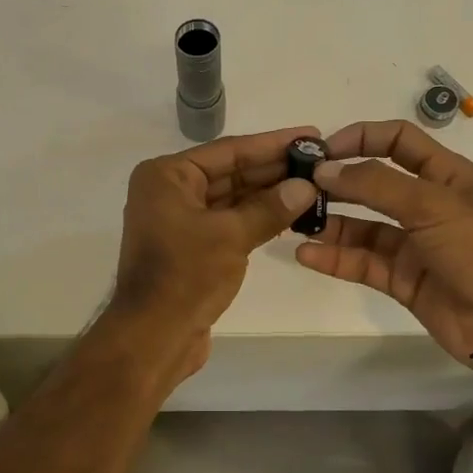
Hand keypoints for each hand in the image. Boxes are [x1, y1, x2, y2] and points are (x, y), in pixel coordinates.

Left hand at [105, 125, 321, 381]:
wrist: (153, 337)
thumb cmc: (185, 276)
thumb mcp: (231, 236)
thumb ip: (270, 207)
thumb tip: (306, 186)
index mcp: (166, 176)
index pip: (228, 151)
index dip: (272, 144)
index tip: (310, 135)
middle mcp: (169, 192)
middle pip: (230, 173)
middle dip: (273, 169)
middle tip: (319, 161)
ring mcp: (179, 221)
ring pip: (232, 199)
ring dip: (269, 195)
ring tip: (313, 185)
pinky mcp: (191, 248)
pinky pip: (228, 222)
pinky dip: (256, 218)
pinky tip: (291, 213)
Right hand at [295, 120, 472, 364]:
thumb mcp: (433, 205)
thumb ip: (377, 185)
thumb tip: (325, 170)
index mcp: (445, 176)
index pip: (398, 141)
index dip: (362, 138)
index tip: (323, 150)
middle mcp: (426, 205)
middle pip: (373, 184)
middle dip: (337, 183)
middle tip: (297, 187)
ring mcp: (413, 245)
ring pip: (362, 227)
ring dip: (330, 223)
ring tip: (295, 222)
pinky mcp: (402, 280)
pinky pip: (362, 264)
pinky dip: (335, 259)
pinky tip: (306, 255)